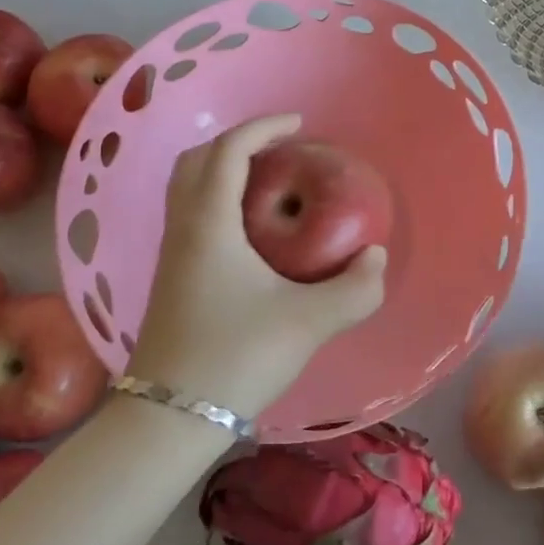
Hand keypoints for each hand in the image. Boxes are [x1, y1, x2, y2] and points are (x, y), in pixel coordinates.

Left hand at [127, 114, 385, 418]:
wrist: (168, 419)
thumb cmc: (235, 357)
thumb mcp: (308, 323)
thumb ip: (355, 289)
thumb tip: (375, 258)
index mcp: (209, 222)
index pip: (229, 150)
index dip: (263, 127)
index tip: (298, 125)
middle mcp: (183, 227)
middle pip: (198, 159)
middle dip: (237, 142)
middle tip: (279, 150)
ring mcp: (170, 253)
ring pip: (188, 187)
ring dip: (223, 170)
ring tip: (267, 184)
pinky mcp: (170, 278)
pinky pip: (189, 214)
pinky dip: (216, 199)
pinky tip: (250, 234)